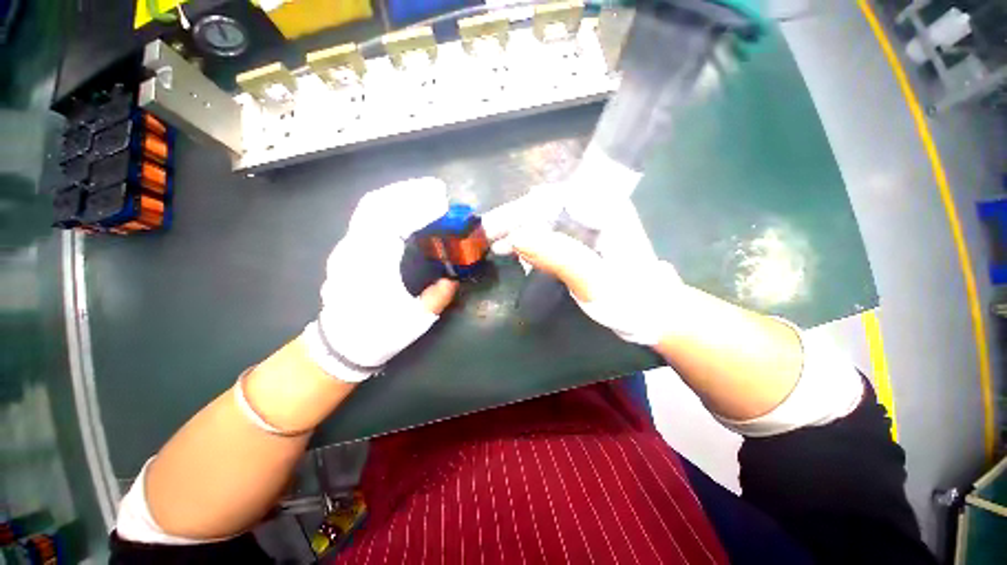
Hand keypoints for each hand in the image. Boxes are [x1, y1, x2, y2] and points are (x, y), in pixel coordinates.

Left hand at [302, 178, 458, 381]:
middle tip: (436, 189)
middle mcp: (355, 248)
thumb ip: (437, 297)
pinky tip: (404, 208)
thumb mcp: (414, 321)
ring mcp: (348, 246)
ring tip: (424, 192)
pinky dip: (388, 206)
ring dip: (398, 195)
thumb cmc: (376, 334)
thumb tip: (451, 281)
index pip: (393, 221)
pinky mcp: (349, 249)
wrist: (340, 346)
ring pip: (369, 207)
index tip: (442, 201)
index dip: (419, 207)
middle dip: (408, 191)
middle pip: (377, 204)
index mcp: (371, 265)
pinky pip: (367, 218)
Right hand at [484, 187, 680, 345]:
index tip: (492, 227)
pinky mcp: (586, 241)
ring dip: (519, 230)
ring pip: (546, 220)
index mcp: (604, 208)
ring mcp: (591, 225)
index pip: (551, 198)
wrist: (655, 314)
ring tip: (496, 245)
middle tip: (486, 236)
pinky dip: (532, 242)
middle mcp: (596, 209)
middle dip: (514, 220)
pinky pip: (552, 234)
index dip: (518, 211)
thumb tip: (516, 236)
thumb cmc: (631, 300)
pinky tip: (517, 251)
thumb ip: (559, 256)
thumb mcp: (594, 281)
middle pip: (545, 206)